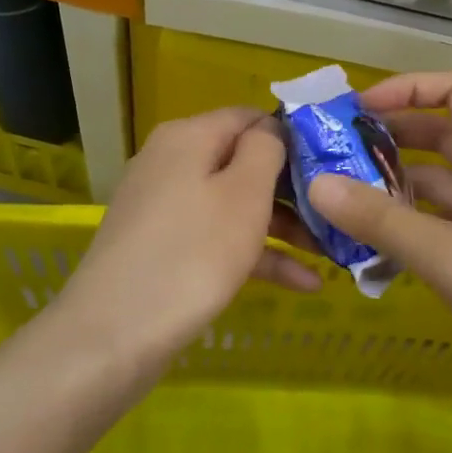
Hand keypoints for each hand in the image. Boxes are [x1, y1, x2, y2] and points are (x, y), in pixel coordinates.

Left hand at [61, 107, 320, 362]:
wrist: (113, 335)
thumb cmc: (193, 253)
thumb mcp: (243, 193)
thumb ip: (265, 149)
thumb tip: (270, 128)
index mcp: (188, 136)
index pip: (250, 117)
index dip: (293, 136)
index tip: (334, 163)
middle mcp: (171, 162)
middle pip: (243, 162)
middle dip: (293, 190)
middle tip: (337, 213)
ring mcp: (164, 207)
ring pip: (234, 204)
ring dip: (283, 227)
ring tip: (331, 253)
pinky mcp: (162, 247)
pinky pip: (217, 237)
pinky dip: (255, 254)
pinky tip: (303, 283)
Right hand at [307, 72, 451, 386]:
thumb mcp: (447, 255)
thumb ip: (381, 220)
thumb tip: (317, 183)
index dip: (411, 88)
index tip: (360, 110)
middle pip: (445, 136)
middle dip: (393, 138)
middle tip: (337, 155)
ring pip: (442, 185)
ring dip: (398, 187)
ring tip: (343, 201)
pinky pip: (447, 226)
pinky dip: (413, 227)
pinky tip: (375, 248)